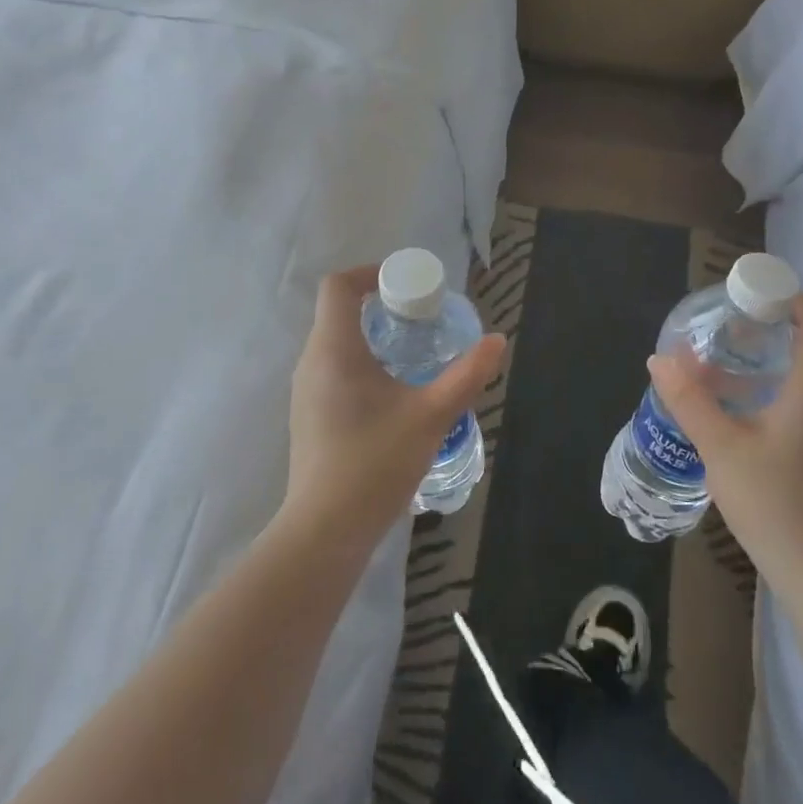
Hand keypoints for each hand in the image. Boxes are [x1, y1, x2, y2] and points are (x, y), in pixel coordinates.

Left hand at [282, 265, 506, 553]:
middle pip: (338, 312)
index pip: (338, 286)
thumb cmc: (376, 463)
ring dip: (371, 336)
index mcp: (334, 350)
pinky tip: (391, 394)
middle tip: (420, 319)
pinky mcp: (308, 415)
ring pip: (335, 343)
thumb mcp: (432, 415)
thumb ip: (466, 375)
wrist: (326, 530)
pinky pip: (332, 369)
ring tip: (411, 354)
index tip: (405, 287)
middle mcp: (312, 362)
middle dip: (379, 306)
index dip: (369, 273)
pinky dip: (360, 363)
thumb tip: (498, 341)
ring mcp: (305, 391)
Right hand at [647, 294, 802, 583]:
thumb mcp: (721, 447)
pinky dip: (768, 391)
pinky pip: (798, 404)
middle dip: (768, 329)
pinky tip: (733, 411)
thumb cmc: (774, 502)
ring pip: (801, 379)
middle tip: (722, 327)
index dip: (792, 298)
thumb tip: (659, 360)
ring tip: (718, 365)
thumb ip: (689, 400)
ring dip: (764, 363)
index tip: (754, 293)